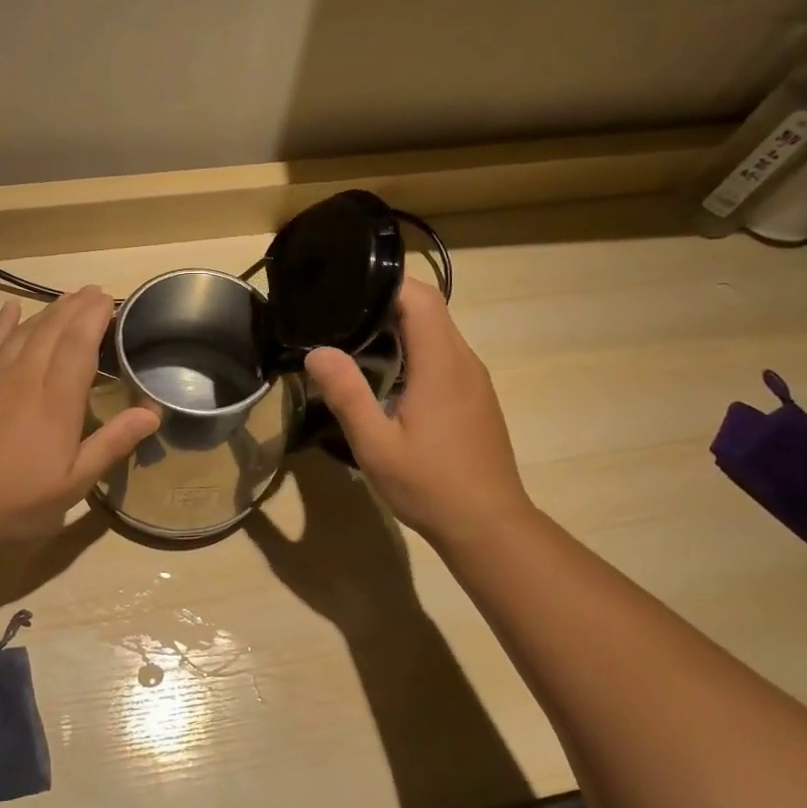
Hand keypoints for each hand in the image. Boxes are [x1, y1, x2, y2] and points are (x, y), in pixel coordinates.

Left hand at [0, 287, 159, 544]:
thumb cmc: (17, 500)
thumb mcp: (74, 482)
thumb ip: (113, 443)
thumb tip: (153, 412)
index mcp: (58, 400)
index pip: (81, 344)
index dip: (96, 317)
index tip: (110, 301)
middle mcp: (26, 377)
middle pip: (54, 329)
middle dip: (76, 307)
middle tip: (94, 293)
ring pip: (24, 331)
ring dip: (48, 311)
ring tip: (66, 298)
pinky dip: (2, 323)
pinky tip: (11, 310)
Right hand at [304, 279, 530, 548]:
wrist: (488, 524)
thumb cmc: (429, 484)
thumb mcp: (375, 444)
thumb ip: (347, 394)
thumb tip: (318, 352)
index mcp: (441, 363)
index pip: (421, 297)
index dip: (386, 282)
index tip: (347, 288)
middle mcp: (464, 361)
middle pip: (431, 308)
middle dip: (387, 302)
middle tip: (341, 315)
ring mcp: (475, 379)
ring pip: (439, 332)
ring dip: (402, 327)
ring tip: (357, 341)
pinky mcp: (476, 396)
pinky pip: (445, 355)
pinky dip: (416, 350)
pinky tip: (389, 376)